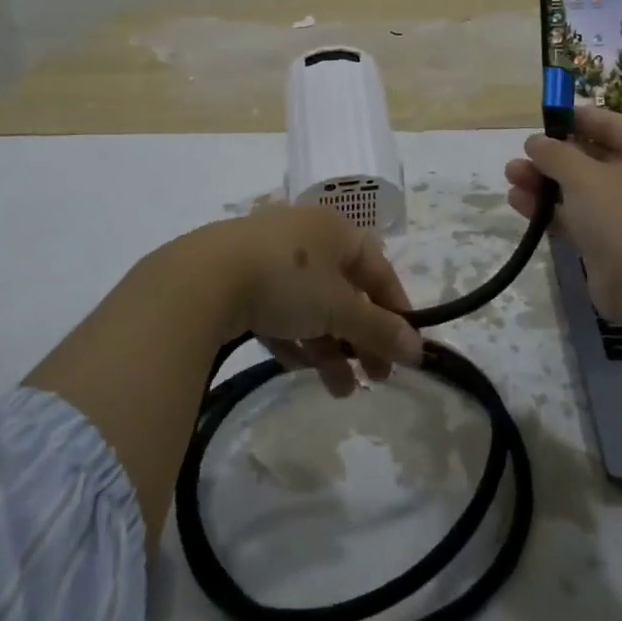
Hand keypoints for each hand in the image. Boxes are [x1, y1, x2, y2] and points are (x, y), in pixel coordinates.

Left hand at [202, 206, 423, 396]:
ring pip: (310, 306)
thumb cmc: (287, 280)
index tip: (406, 351)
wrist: (203, 279)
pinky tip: (298, 369)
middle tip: (374, 380)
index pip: (378, 269)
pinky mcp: (238, 279)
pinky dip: (293, 339)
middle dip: (361, 338)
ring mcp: (268, 256)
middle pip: (344, 292)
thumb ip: (379, 329)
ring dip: (329, 347)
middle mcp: (305, 236)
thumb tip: (418, 350)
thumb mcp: (339, 308)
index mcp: (335, 230)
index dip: (396, 309)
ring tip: (339, 391)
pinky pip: (277, 312)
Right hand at [504, 106, 621, 320]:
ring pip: (581, 189)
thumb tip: (535, 142)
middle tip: (520, 155)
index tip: (541, 119)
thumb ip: (554, 153)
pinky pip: (578, 217)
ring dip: (545, 183)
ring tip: (510, 177)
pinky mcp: (613, 243)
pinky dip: (551, 210)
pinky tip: (519, 203)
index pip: (609, 123)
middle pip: (592, 157)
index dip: (574, 119)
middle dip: (552, 157)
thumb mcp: (583, 175)